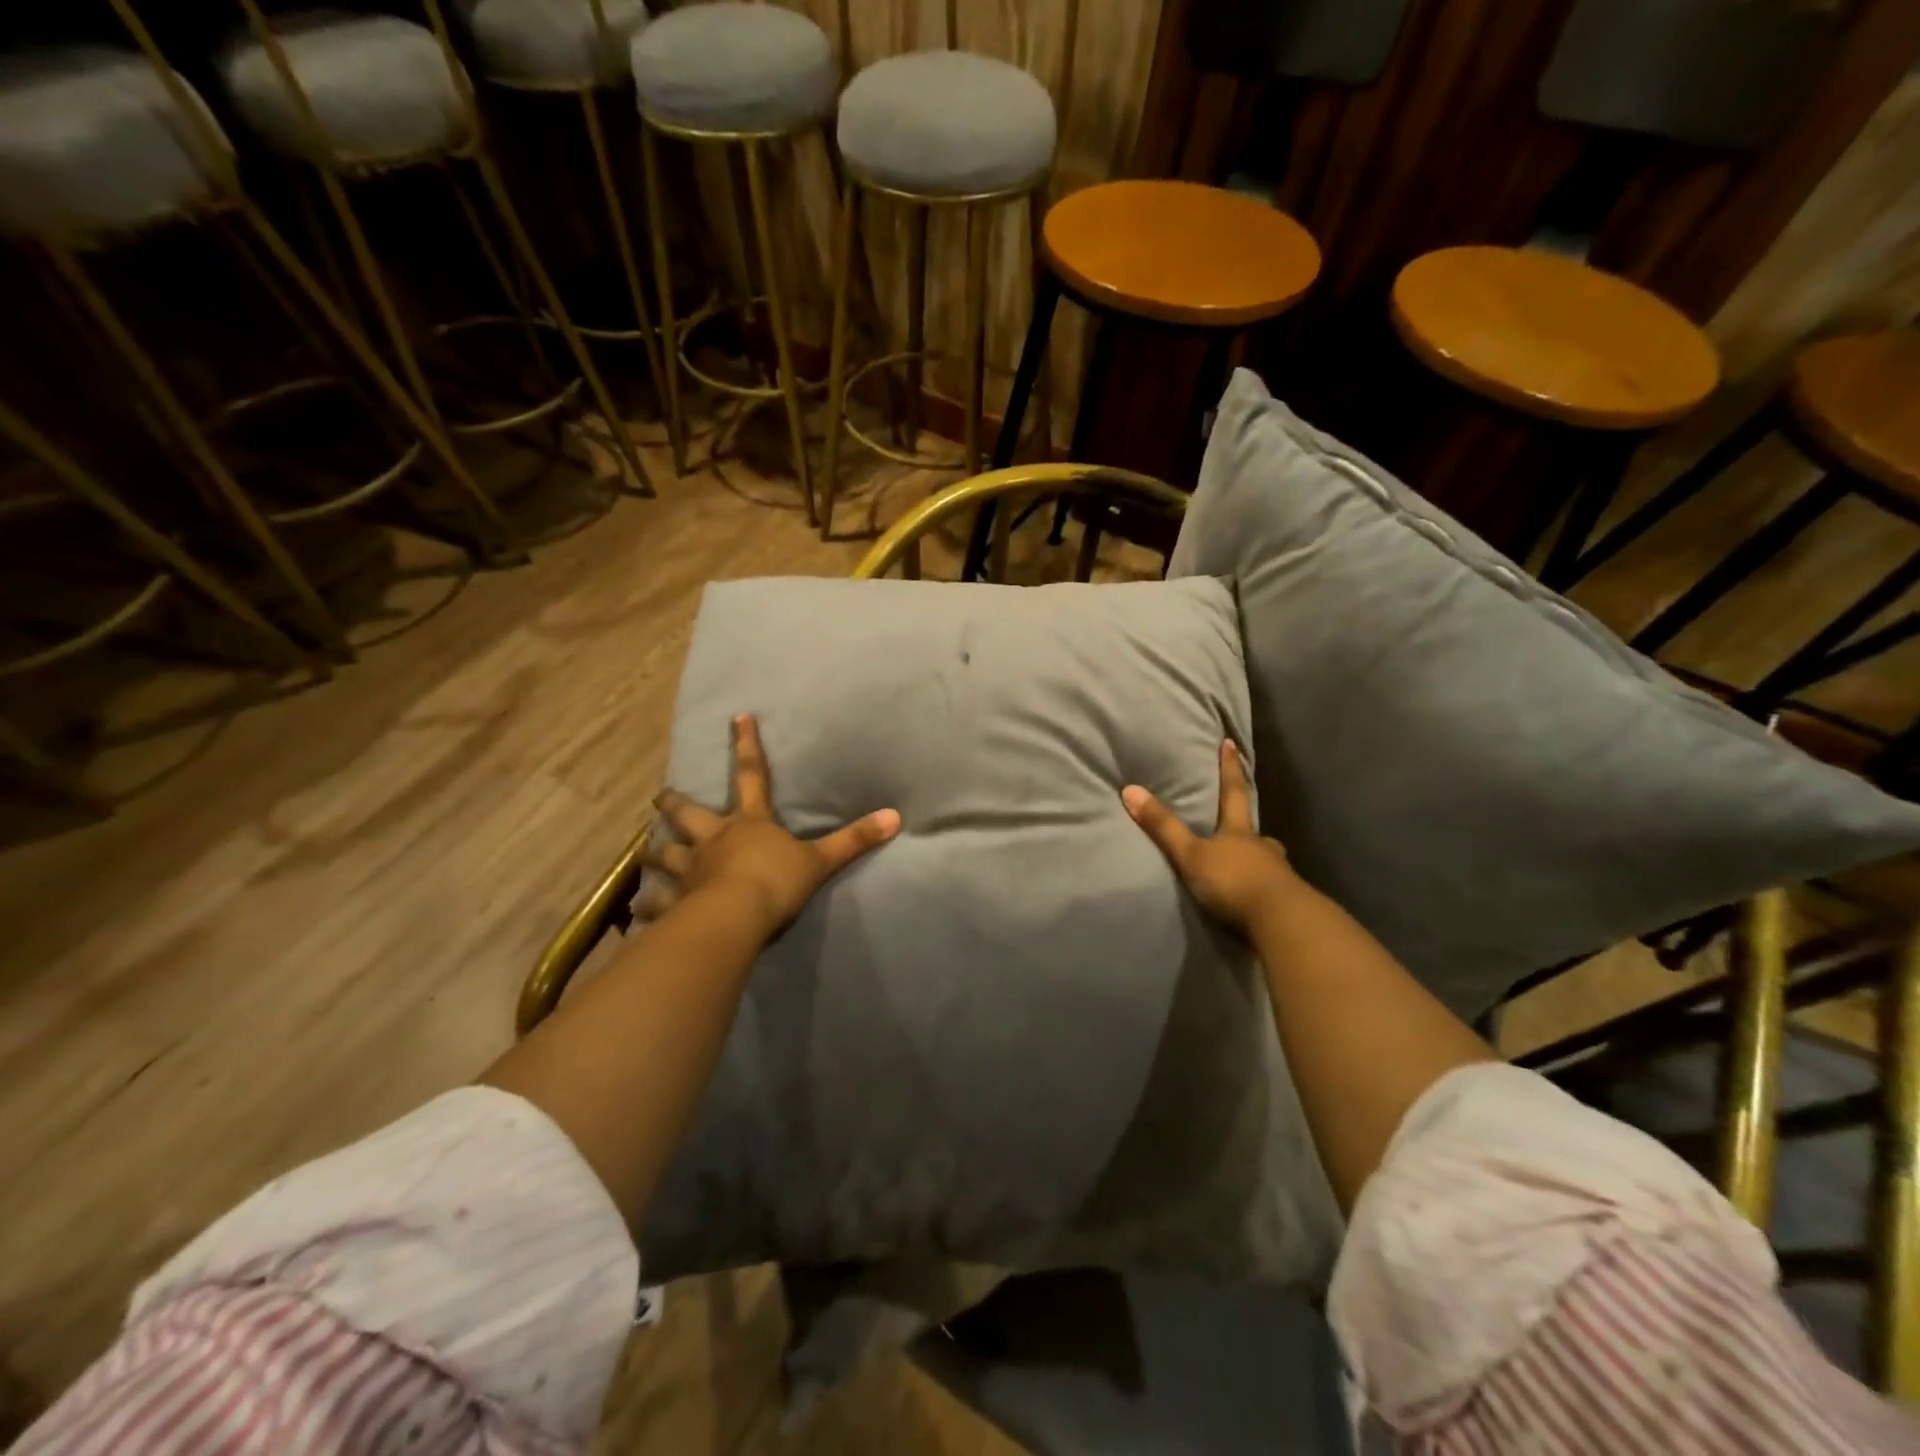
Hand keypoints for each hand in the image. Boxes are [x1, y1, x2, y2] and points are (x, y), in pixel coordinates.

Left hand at [640, 715, 900, 935]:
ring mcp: (690, 870)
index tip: (737, 717)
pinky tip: (637, 910)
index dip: (746, 745)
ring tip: (646, 849)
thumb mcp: (820, 860)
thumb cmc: (776, 883)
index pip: (752, 775)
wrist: (735, 918)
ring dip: (655, 852)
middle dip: (675, 802)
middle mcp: (714, 840)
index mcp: (750, 824)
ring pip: (665, 855)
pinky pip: (656, 903)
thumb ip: (855, 840)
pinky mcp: (675, 902)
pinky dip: (648, 905)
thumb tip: (896, 816)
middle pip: (689, 813)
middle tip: (660, 795)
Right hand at [1122, 740, 1295, 934]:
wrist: (1281, 921)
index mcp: (1239, 832)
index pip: (1233, 792)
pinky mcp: (1286, 902)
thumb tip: (1130, 789)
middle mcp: (1262, 847)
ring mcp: (1278, 874)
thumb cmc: (1233, 881)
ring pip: (1266, 860)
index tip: (1231, 744)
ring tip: (1246, 865)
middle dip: (1246, 827)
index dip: (1230, 768)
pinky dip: (1262, 887)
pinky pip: (1272, 888)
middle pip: (1253, 831)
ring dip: (1256, 860)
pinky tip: (1255, 897)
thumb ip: (1163, 827)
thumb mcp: (1191, 855)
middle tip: (1242, 826)